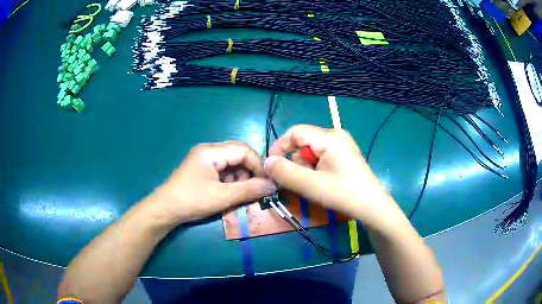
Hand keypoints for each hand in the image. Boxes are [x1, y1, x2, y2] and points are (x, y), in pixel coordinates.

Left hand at [146, 141, 276, 226]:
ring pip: (231, 165)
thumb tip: (273, 186)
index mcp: (211, 151)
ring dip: (240, 179)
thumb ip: (249, 190)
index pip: (243, 150)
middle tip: (255, 190)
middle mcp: (208, 151)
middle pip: (237, 156)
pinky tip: (230, 195)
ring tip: (241, 195)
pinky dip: (230, 183)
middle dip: (249, 172)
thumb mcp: (222, 196)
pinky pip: (222, 172)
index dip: (258, 165)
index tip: (267, 182)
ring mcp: (204, 161)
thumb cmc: (192, 200)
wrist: (164, 211)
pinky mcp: (202, 171)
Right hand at [264, 125, 395, 226]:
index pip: (295, 132)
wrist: (372, 206)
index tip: (271, 166)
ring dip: (304, 166)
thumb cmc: (342, 194)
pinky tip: (319, 182)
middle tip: (294, 181)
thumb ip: (285, 172)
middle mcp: (335, 135)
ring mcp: (342, 144)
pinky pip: (321, 155)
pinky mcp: (344, 154)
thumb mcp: (310, 185)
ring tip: (310, 184)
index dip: (279, 147)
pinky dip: (314, 167)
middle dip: (294, 160)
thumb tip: (266, 162)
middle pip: (303, 141)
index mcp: (329, 137)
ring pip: (311, 150)